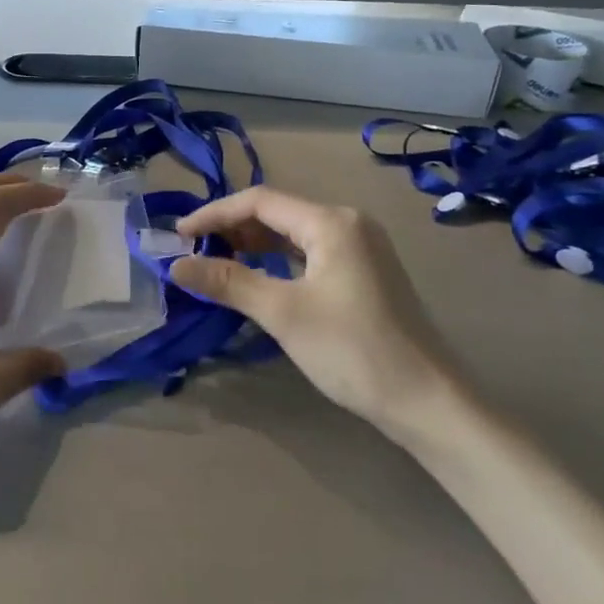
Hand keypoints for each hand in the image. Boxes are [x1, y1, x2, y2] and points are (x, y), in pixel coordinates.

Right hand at [170, 187, 453, 428]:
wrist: (428, 402)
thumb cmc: (353, 350)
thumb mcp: (283, 313)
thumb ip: (229, 282)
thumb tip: (176, 265)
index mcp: (332, 222)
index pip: (259, 201)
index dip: (214, 214)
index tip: (179, 236)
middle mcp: (349, 223)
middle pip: (277, 212)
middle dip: (232, 228)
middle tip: (195, 253)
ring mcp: (362, 247)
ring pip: (294, 234)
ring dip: (254, 244)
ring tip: (217, 263)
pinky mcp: (366, 272)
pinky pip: (310, 253)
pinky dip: (278, 260)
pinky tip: (258, 277)